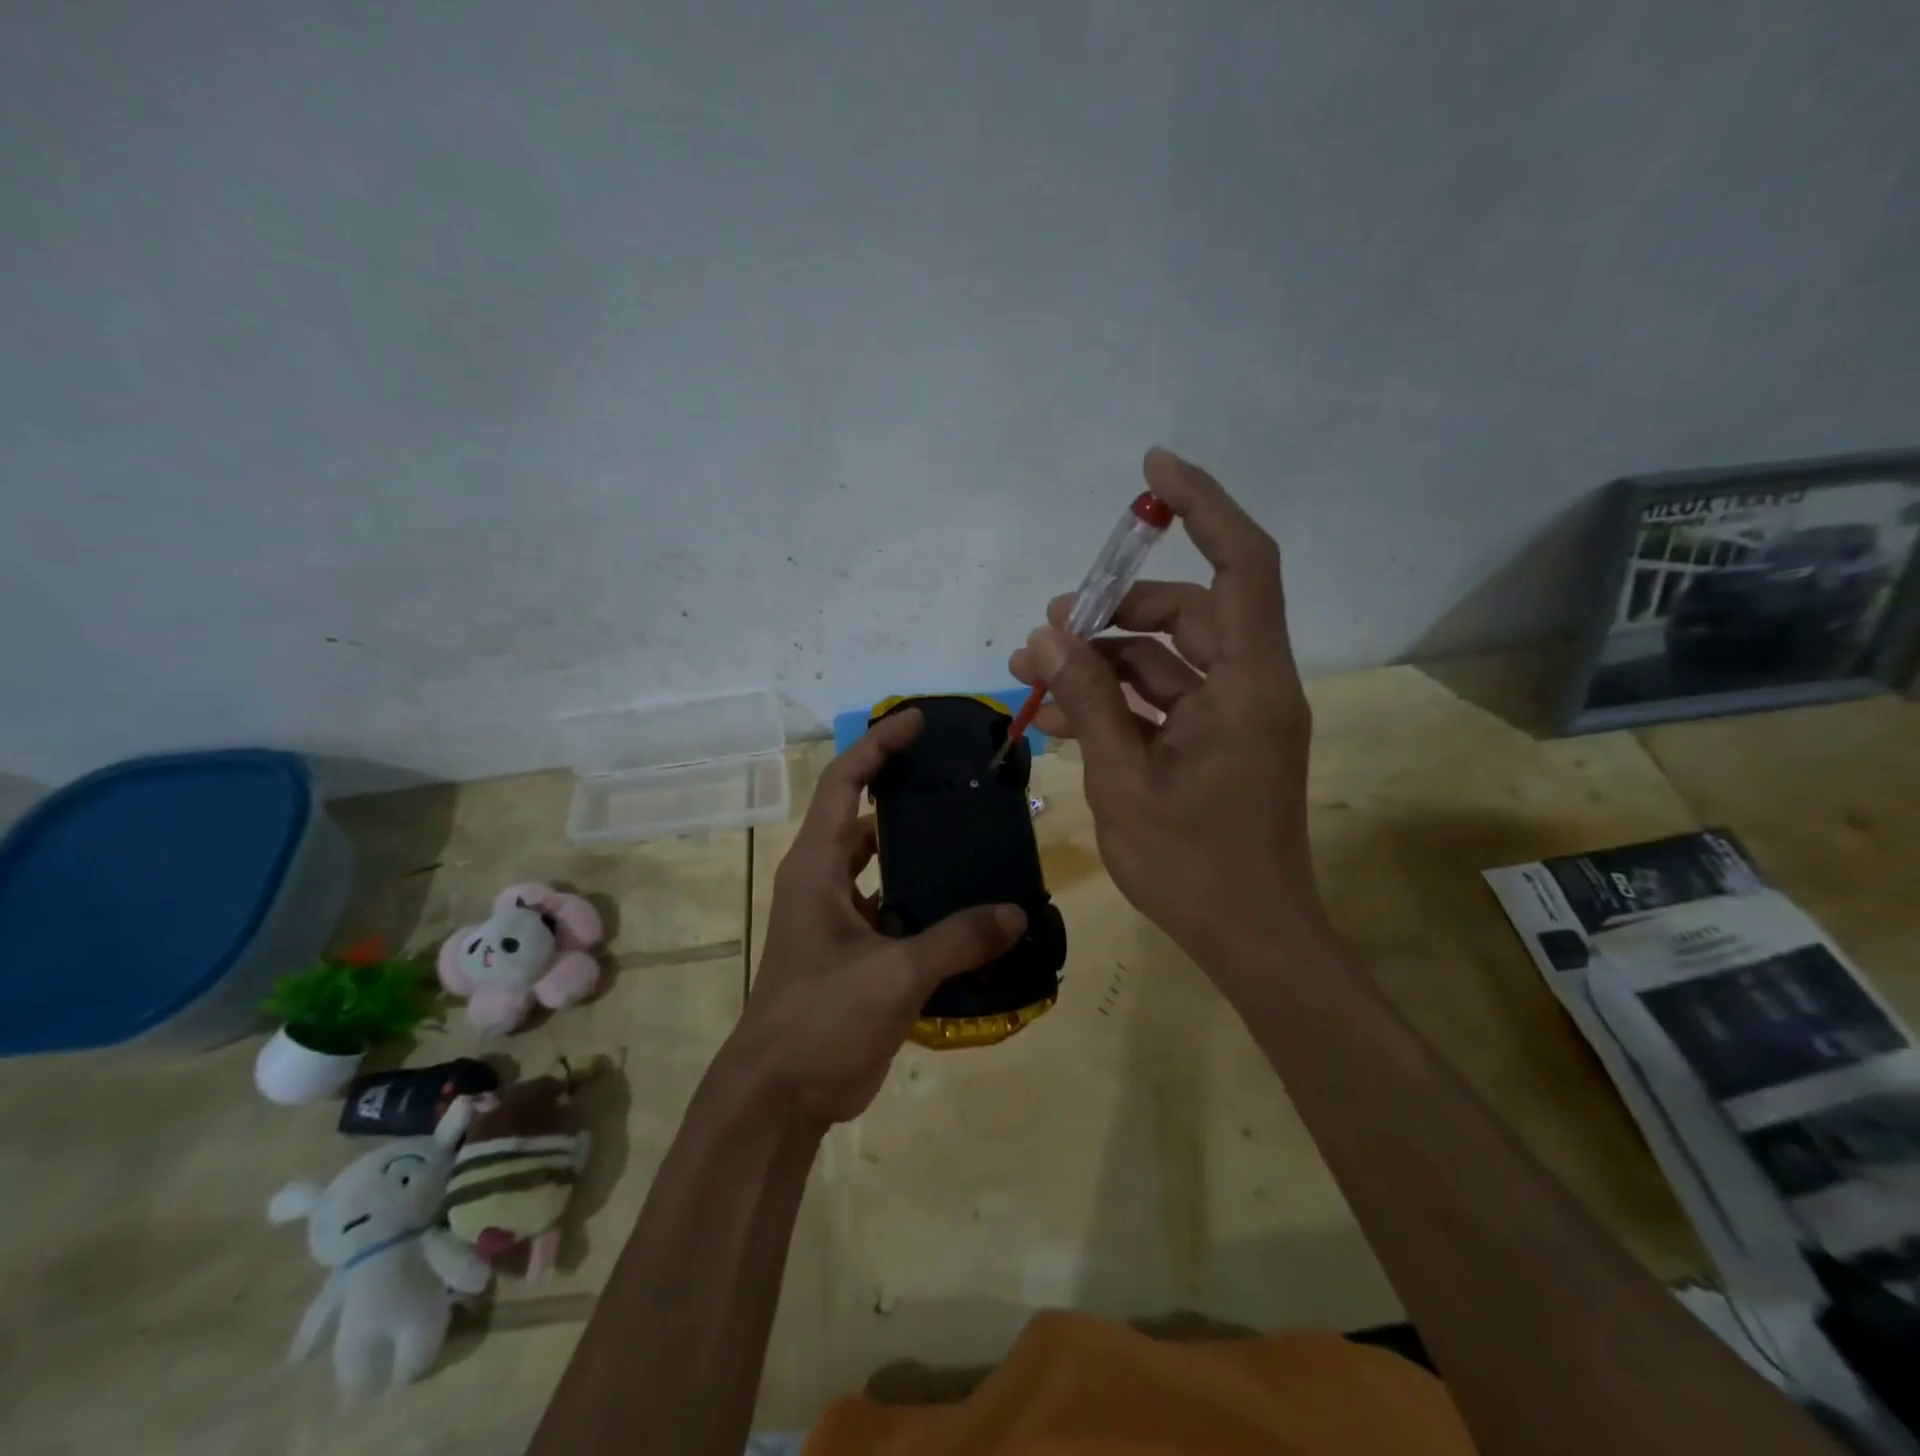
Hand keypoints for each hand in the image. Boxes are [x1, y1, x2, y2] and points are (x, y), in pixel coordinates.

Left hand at [730, 710, 1026, 1125]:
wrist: (780, 1096)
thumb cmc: (819, 1019)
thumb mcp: (892, 975)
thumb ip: (957, 940)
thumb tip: (1016, 913)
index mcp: (817, 867)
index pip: (846, 784)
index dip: (879, 746)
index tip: (919, 721)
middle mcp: (824, 881)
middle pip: (865, 816)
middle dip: (905, 791)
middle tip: (960, 778)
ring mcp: (839, 917)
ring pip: (882, 863)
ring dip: (919, 848)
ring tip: (974, 833)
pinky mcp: (857, 950)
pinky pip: (896, 906)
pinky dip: (927, 898)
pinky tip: (971, 903)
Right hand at [1008, 447, 1324, 975]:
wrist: (1250, 939)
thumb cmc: (1191, 866)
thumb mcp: (1124, 778)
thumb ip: (1088, 698)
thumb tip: (1049, 631)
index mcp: (1249, 684)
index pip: (1241, 563)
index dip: (1203, 505)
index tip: (1152, 469)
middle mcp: (1252, 685)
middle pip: (1186, 612)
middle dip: (1112, 612)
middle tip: (1046, 625)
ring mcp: (1235, 716)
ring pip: (1166, 659)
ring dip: (1101, 662)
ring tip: (1030, 676)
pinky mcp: (1218, 742)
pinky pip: (1163, 700)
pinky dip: (1115, 700)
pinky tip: (1057, 717)